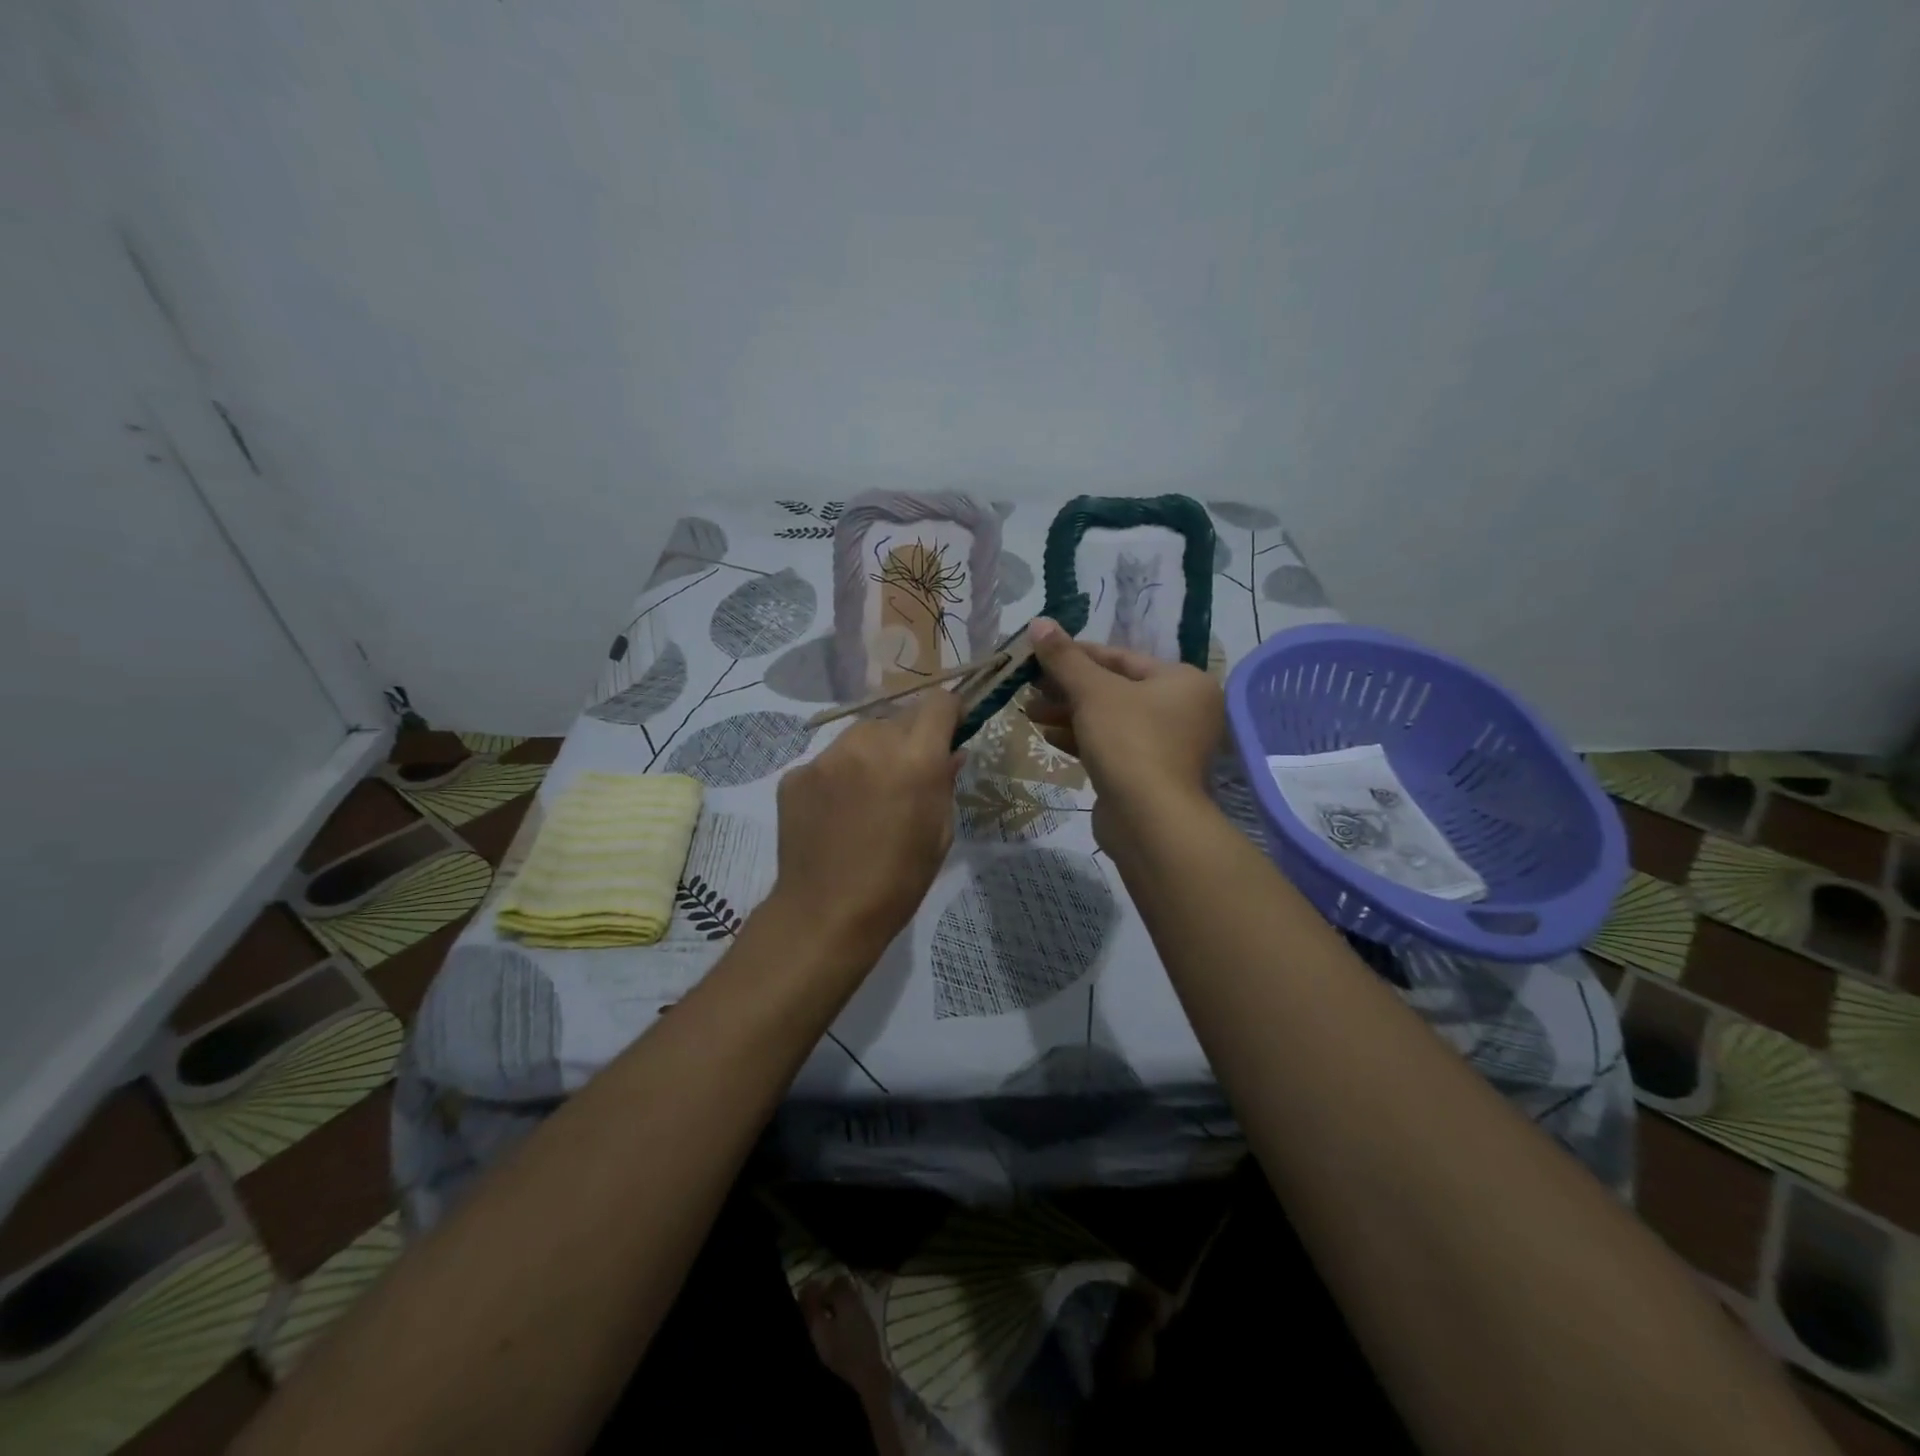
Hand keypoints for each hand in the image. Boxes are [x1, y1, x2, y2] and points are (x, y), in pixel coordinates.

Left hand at [769, 688, 962, 959]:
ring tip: (866, 798)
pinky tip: (835, 814)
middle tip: (904, 779)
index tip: (949, 732)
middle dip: (907, 740)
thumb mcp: (940, 834)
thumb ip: (945, 782)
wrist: (826, 914)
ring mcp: (827, 756)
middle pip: (897, 719)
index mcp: (915, 758)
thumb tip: (950, 753)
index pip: (938, 703)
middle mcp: (869, 743)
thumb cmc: (898, 881)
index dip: (948, 714)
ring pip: (860, 736)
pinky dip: (837, 777)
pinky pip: (827, 761)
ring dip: (871, 755)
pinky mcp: (796, 774)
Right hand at [1025, 618, 1223, 844]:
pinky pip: (1111, 746)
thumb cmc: (1129, 741)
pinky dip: (1081, 738)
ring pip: (1109, 719)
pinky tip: (1047, 736)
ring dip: (1068, 714)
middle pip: (1114, 689)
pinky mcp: (1147, 774)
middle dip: (1068, 688)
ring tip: (1029, 711)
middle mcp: (1182, 710)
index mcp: (1183, 681)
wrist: (1148, 820)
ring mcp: (1167, 745)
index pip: (1121, 657)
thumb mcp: (1093, 692)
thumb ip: (1065, 657)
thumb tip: (1038, 622)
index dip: (1076, 654)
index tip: (1038, 653)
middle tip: (1029, 686)